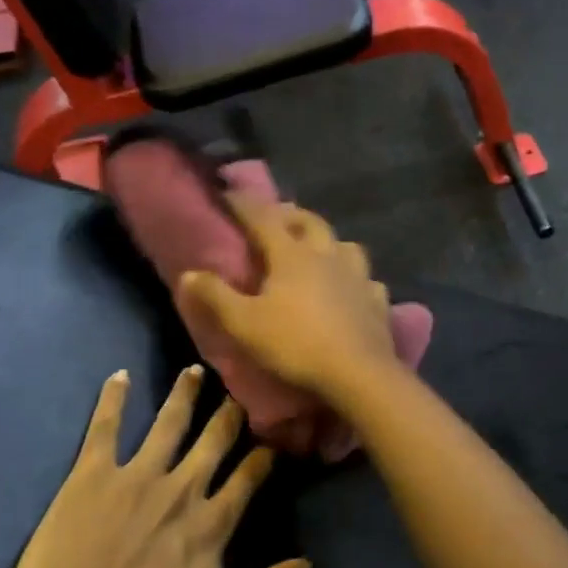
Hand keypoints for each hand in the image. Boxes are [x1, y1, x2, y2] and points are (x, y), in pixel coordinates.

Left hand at [0, 365, 308, 567]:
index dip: (263, 455)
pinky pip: (104, 428)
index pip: (249, 476)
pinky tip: (119, 376)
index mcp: (211, 523)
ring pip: (168, 422)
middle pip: (214, 439)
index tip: (273, 438)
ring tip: (194, 369)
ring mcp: (134, 477)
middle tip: (240, 388)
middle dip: (230, 412)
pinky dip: (113, 400)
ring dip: (184, 393)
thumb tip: (307, 563)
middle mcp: (181, 488)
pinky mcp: (90, 477)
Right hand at [179, 198, 397, 401]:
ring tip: (317, 250)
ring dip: (328, 241)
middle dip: (290, 215)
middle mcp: (328, 255)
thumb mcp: (245, 324)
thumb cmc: (296, 344)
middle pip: (310, 222)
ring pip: (344, 244)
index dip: (244, 204)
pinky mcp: (378, 300)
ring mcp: (358, 276)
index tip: (228, 193)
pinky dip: (355, 278)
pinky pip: (366, 279)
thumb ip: (216, 297)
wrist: (359, 373)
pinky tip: (352, 288)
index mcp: (293, 255)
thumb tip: (190, 273)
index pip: (264, 218)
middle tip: (276, 217)